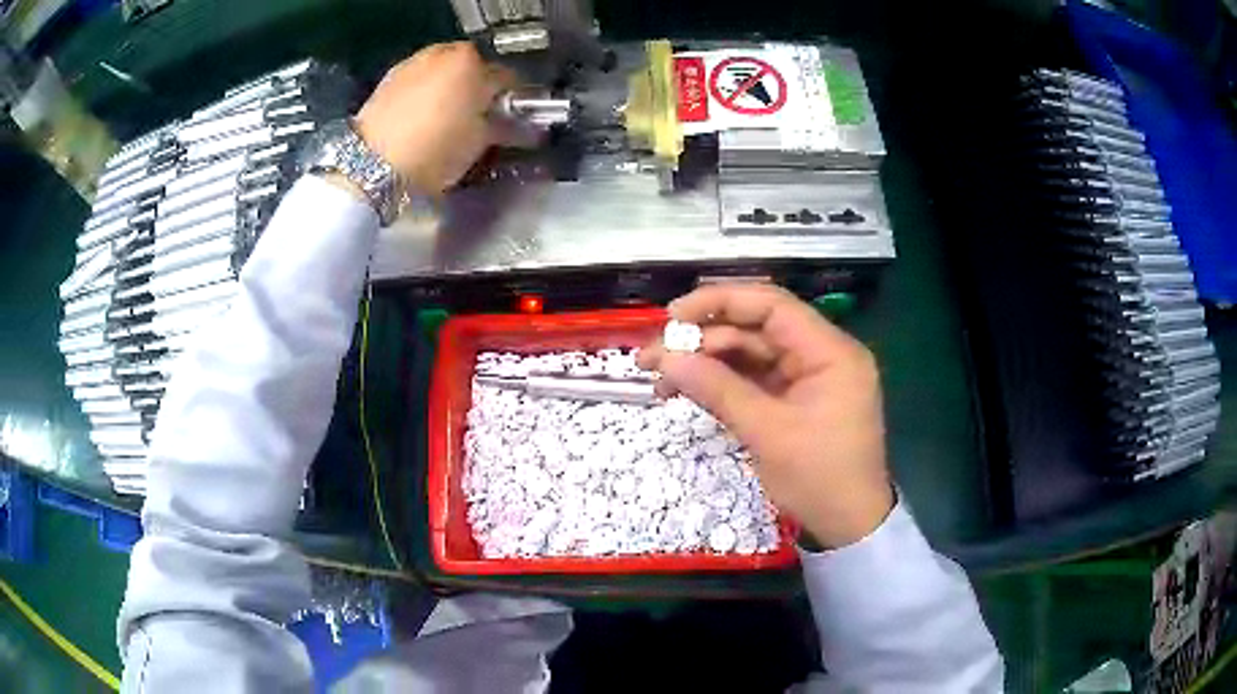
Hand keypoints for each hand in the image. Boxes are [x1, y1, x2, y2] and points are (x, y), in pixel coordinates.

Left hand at [355, 42, 515, 194]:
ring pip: (441, 72)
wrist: (373, 164)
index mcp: (472, 63)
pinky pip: (417, 81)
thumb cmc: (435, 150)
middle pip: (471, 68)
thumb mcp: (479, 142)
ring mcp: (412, 63)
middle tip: (477, 117)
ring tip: (445, 118)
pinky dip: (424, 92)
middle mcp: (443, 53)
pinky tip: (420, 117)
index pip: (506, 77)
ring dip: (448, 87)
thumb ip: (501, 125)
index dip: (510, 99)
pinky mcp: (388, 79)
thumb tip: (512, 122)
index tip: (509, 117)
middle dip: (476, 88)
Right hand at [638, 284, 894, 548]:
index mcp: (830, 351)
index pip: (772, 306)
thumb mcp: (767, 433)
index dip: (720, 302)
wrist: (848, 526)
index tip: (673, 316)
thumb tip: (666, 359)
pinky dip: (722, 384)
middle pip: (756, 329)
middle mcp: (822, 354)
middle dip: (704, 340)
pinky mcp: (796, 399)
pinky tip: (689, 391)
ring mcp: (808, 378)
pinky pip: (755, 379)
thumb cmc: (819, 478)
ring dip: (707, 364)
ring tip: (661, 382)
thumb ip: (718, 389)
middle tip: (653, 359)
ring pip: (750, 354)